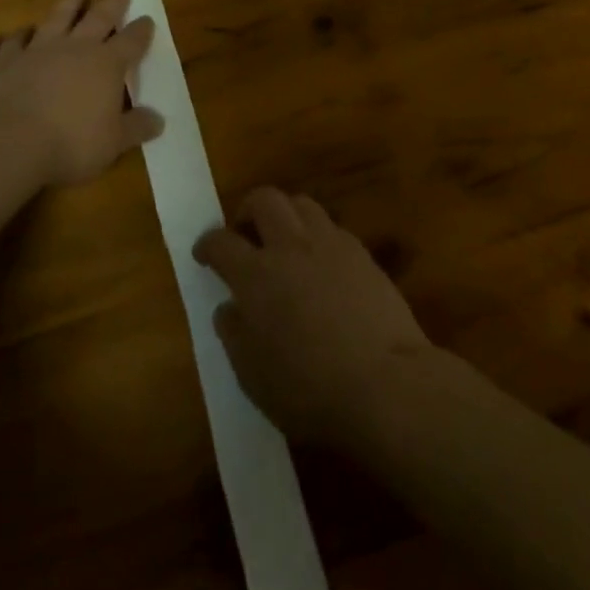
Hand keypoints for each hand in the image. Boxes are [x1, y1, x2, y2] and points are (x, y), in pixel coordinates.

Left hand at [0, 0, 161, 186]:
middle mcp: (76, 48)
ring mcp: (39, 51)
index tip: (148, 19)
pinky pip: (15, 42)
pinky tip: (20, 32)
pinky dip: (19, 35)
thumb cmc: (70, 142)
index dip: (141, 31)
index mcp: (107, 65)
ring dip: (69, 2)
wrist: (8, 139)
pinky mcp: (7, 61)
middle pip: (98, 18)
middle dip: (112, 4)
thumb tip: (159, 120)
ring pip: (58, 18)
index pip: (131, 42)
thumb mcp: (113, 142)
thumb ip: (136, 128)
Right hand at [194, 188, 432, 445]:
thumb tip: (229, 308)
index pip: (221, 243)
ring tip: (284, 240)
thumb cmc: (310, 389)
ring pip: (301, 203)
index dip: (207, 244)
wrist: (386, 382)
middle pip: (264, 199)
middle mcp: (290, 246)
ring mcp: (329, 244)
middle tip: (245, 233)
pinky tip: (320, 262)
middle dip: (248, 209)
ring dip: (285, 214)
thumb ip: (234, 335)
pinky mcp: (361, 253)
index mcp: (256, 275)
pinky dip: (317, 235)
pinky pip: (331, 227)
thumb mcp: (254, 378)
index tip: (203, 252)